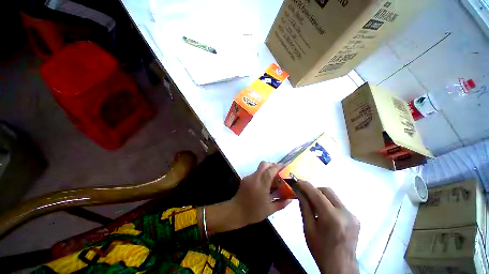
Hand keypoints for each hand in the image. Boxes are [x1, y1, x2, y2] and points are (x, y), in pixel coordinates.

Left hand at [203, 162, 289, 235]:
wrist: (235, 212)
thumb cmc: (253, 212)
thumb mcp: (270, 210)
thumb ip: (281, 203)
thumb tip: (290, 199)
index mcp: (261, 185)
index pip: (270, 171)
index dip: (278, 166)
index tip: (284, 166)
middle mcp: (255, 178)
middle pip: (264, 164)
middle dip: (272, 164)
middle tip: (278, 170)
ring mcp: (249, 177)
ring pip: (259, 168)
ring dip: (267, 169)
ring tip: (272, 178)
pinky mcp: (245, 178)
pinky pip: (256, 173)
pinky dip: (261, 174)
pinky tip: (263, 183)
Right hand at [297, 181, 359, 273]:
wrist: (341, 267)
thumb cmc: (321, 250)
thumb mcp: (308, 229)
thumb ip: (304, 207)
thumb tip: (299, 191)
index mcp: (332, 218)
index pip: (317, 194)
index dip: (306, 185)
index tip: (297, 181)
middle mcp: (345, 213)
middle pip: (327, 190)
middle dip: (314, 189)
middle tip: (304, 194)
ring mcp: (352, 215)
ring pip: (333, 196)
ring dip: (321, 196)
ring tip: (313, 204)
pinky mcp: (355, 218)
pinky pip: (338, 203)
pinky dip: (328, 203)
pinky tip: (324, 213)